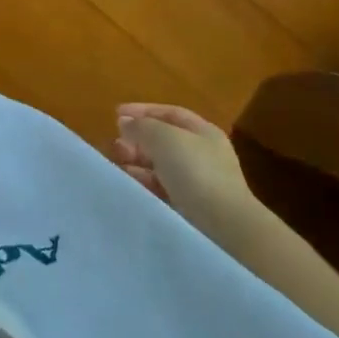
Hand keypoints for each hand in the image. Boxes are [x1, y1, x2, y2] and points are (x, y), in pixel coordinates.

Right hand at [113, 103, 254, 217]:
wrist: (223, 226)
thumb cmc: (195, 171)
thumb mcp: (163, 137)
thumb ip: (141, 126)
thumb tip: (125, 123)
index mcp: (204, 132)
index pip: (170, 113)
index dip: (143, 110)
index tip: (116, 114)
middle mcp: (203, 155)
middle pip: (165, 140)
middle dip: (138, 139)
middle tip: (115, 143)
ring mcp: (199, 183)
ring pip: (161, 166)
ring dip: (138, 162)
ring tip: (118, 163)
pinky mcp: (191, 208)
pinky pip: (162, 189)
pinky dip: (144, 183)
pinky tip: (130, 184)